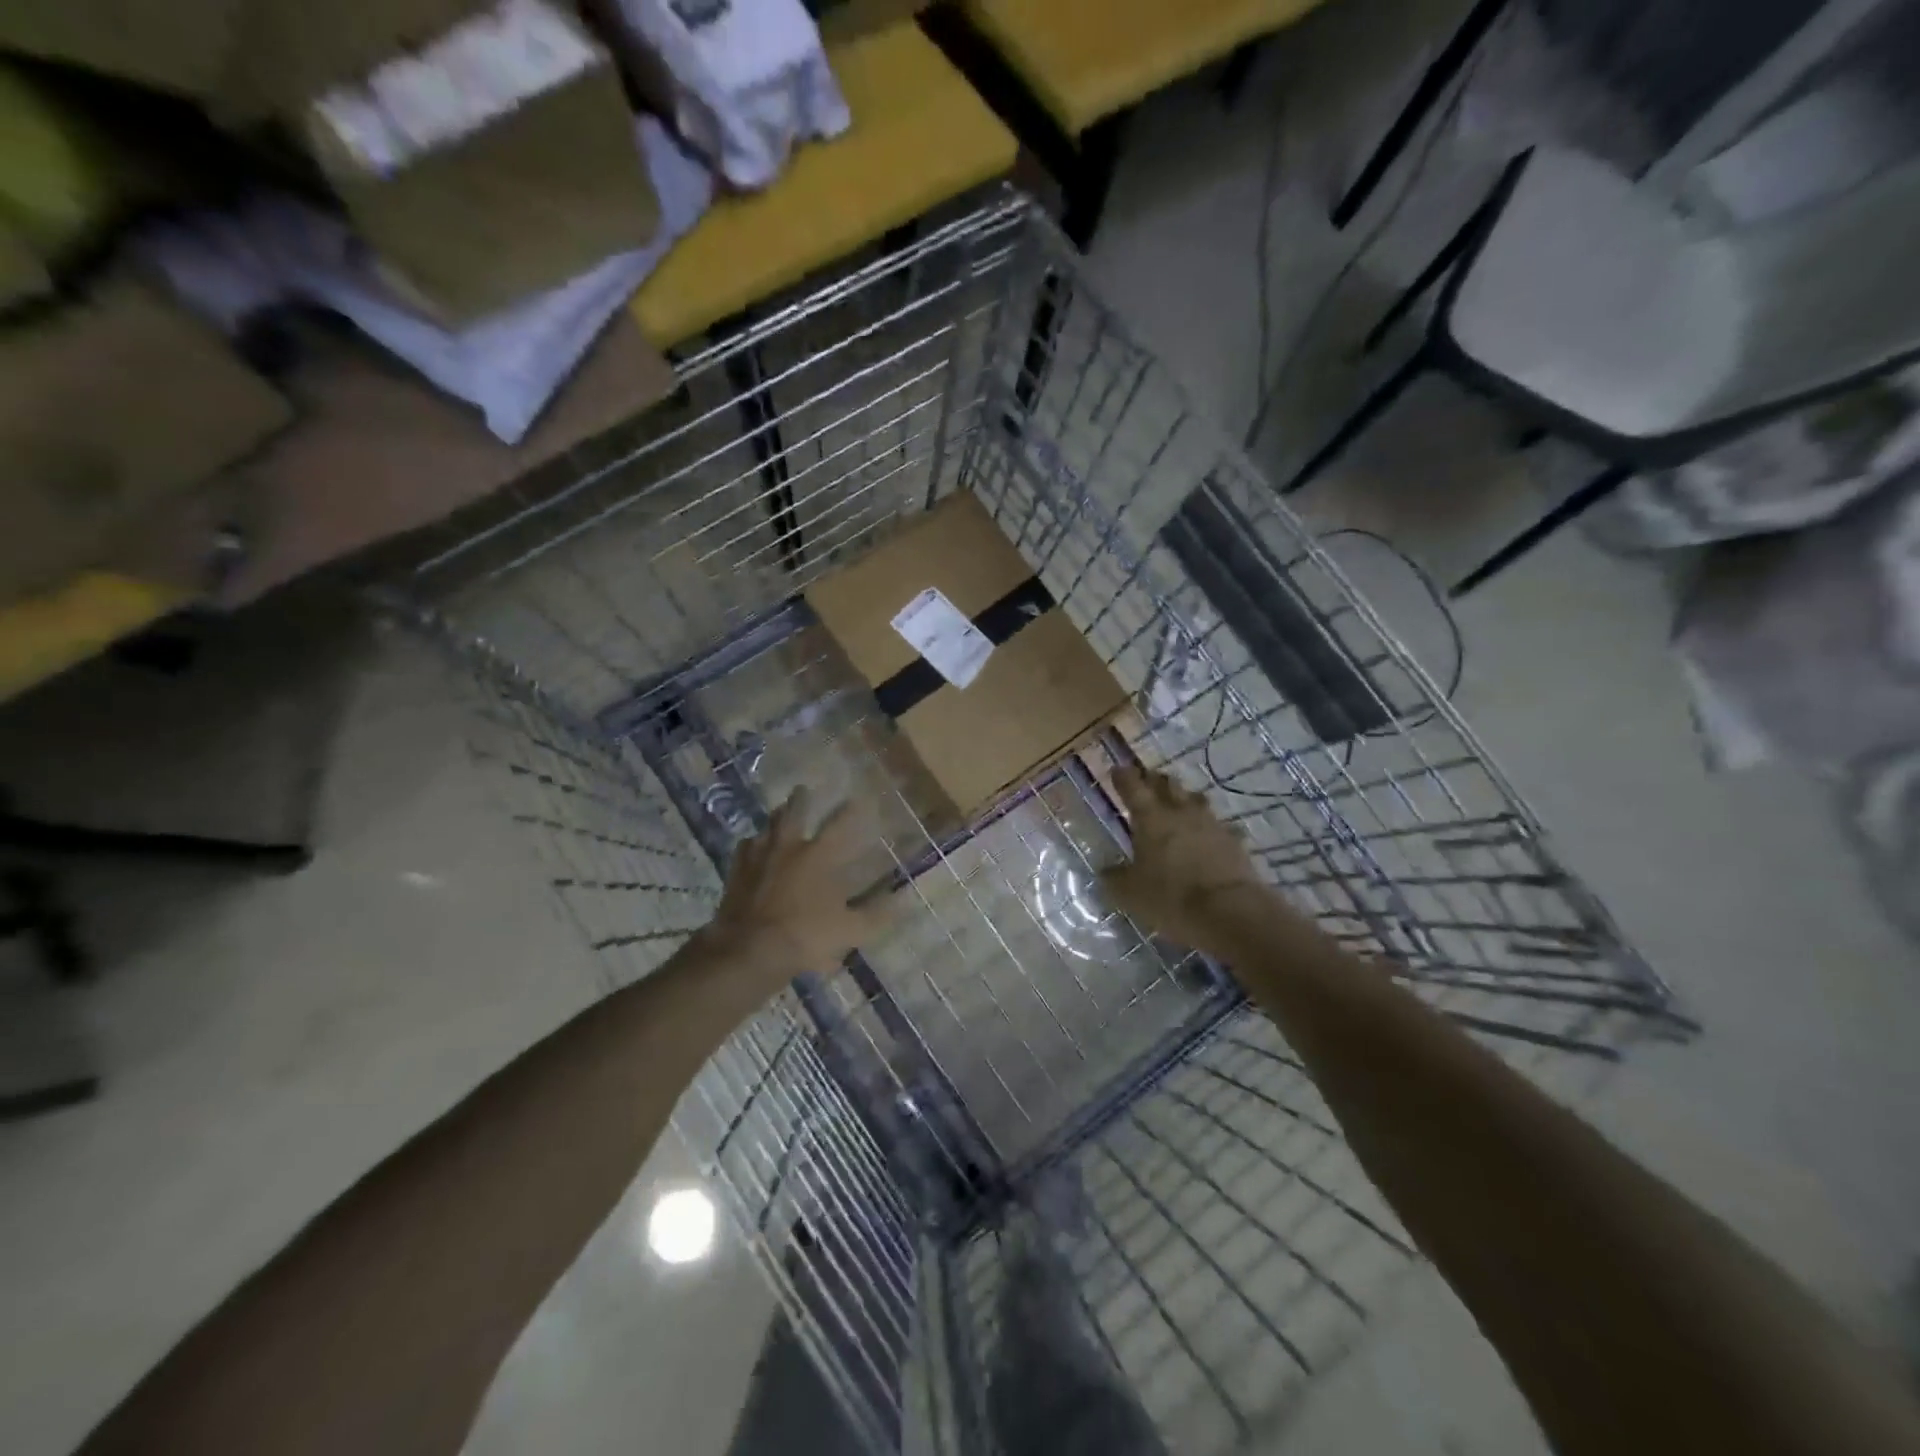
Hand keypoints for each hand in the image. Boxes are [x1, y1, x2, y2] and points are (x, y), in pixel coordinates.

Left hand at [705, 787, 883, 981]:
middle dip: (801, 799)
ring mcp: (758, 857)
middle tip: (803, 789)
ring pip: (767, 827)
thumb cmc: (804, 936)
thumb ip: (877, 913)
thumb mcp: (850, 930)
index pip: (840, 824)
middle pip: (793, 813)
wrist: (748, 950)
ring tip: (779, 814)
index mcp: (819, 856)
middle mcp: (788, 847)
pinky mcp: (736, 872)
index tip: (858, 799)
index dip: (851, 810)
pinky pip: (745, 848)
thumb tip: (904, 899)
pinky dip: (752, 844)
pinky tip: (753, 847)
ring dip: (776, 818)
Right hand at [1102, 765, 1275, 958]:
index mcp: (1150, 818)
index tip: (1117, 769)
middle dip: (1155, 780)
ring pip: (1195, 800)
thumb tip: (1106, 870)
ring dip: (1184, 799)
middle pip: (1168, 785)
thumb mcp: (1130, 894)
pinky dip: (1209, 828)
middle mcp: (1181, 812)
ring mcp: (1211, 824)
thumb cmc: (1171, 898)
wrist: (1231, 912)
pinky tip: (1208, 836)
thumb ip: (1115, 878)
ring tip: (1178, 803)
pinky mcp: (1234, 841)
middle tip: (1147, 781)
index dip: (1123, 777)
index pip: (1133, 787)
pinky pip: (1218, 826)